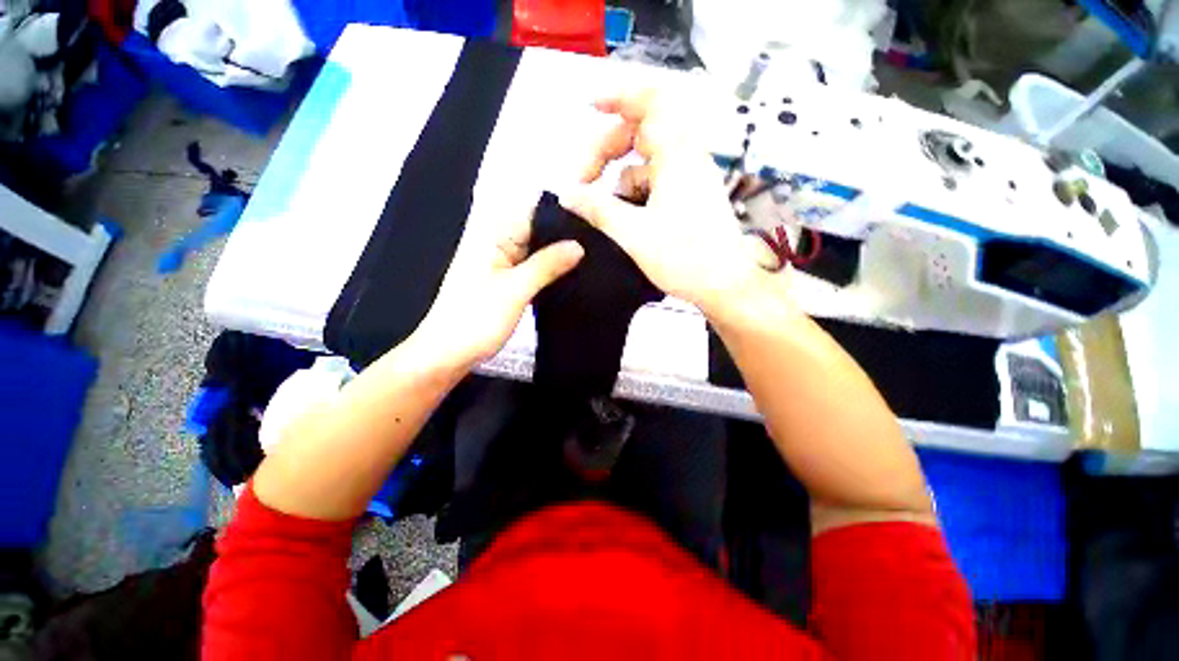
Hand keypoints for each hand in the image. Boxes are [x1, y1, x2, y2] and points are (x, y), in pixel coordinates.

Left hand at [416, 209, 583, 368]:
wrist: (448, 355)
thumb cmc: (477, 319)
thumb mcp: (516, 289)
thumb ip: (547, 265)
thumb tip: (579, 246)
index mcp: (493, 237)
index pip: (531, 214)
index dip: (560, 215)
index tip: (592, 221)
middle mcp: (497, 246)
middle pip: (535, 233)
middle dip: (563, 237)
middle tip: (597, 244)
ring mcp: (501, 266)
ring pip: (535, 254)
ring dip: (557, 257)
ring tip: (590, 259)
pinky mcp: (505, 284)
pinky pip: (531, 271)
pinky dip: (547, 273)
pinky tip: (569, 277)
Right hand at [559, 88, 777, 318]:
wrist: (725, 285)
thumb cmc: (684, 257)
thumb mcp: (633, 233)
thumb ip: (598, 209)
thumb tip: (567, 194)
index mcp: (677, 155)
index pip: (651, 102)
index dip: (619, 95)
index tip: (590, 105)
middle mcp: (686, 158)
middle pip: (641, 133)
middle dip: (606, 150)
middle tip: (583, 179)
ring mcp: (689, 179)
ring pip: (645, 162)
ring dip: (618, 178)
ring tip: (600, 207)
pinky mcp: (689, 198)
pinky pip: (654, 183)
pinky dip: (634, 193)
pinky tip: (622, 217)